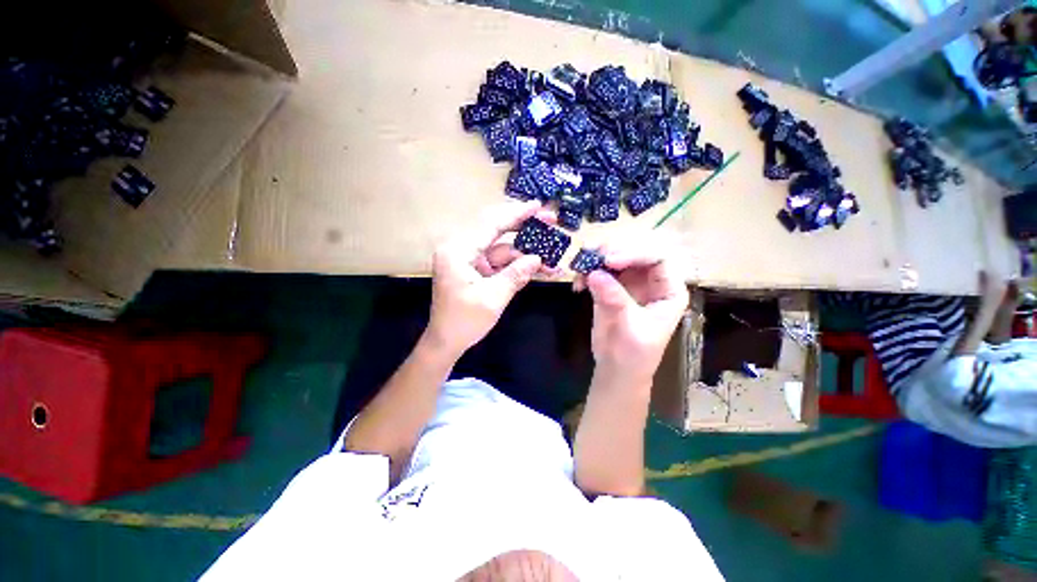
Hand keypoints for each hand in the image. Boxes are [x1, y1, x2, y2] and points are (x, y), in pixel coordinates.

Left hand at [425, 200, 556, 356]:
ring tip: (552, 257)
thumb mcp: (493, 298)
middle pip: (497, 231)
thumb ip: (516, 275)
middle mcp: (462, 249)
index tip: (538, 206)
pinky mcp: (476, 270)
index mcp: (458, 251)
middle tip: (549, 221)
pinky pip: (500, 262)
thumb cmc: (464, 322)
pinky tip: (539, 268)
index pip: (491, 224)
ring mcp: (470, 260)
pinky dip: (518, 265)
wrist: (446, 342)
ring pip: (502, 249)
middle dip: (524, 228)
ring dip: (526, 253)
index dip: (516, 214)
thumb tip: (537, 258)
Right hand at [574, 234, 688, 384]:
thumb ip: (615, 300)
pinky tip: (577, 284)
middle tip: (592, 257)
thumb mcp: (630, 329)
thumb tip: (594, 274)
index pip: (657, 257)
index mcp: (668, 289)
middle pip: (636, 250)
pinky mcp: (610, 286)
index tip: (609, 260)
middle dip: (614, 249)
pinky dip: (586, 271)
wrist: (616, 370)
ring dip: (596, 257)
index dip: (635, 252)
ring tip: (580, 268)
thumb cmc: (634, 355)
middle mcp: (651, 280)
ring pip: (615, 255)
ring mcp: (629, 281)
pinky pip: (598, 269)